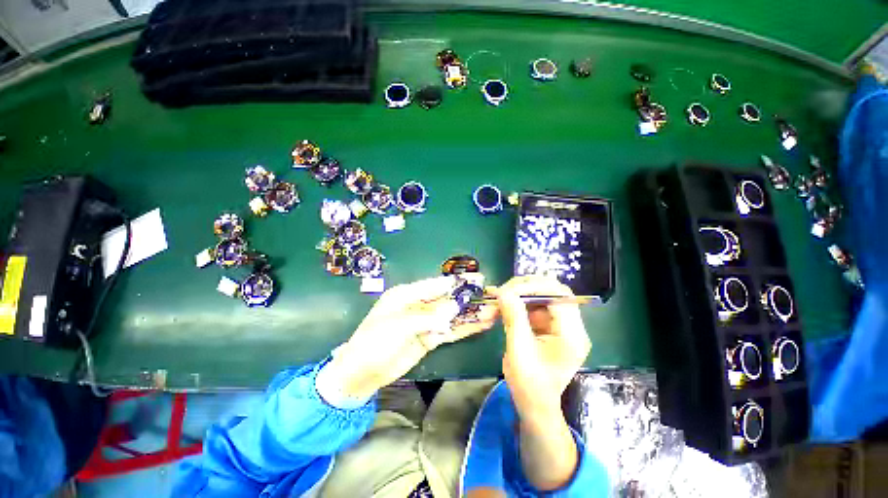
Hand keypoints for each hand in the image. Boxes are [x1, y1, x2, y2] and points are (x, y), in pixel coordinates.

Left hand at [325, 275, 497, 398]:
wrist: (360, 374)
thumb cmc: (374, 342)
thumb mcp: (399, 325)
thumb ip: (428, 316)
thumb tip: (454, 308)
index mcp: (407, 294)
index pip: (437, 285)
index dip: (458, 282)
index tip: (478, 280)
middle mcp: (418, 305)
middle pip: (448, 299)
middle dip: (469, 298)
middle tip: (492, 296)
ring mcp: (425, 323)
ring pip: (452, 315)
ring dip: (471, 314)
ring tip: (493, 311)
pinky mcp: (429, 338)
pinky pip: (450, 331)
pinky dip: (465, 328)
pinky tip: (481, 325)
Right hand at [494, 275, 590, 421]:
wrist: (534, 405)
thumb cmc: (530, 385)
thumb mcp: (519, 350)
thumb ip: (514, 317)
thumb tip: (503, 290)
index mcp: (572, 334)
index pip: (559, 295)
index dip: (533, 287)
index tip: (508, 290)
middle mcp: (570, 325)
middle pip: (550, 290)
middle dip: (523, 287)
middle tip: (500, 292)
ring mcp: (558, 323)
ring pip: (538, 295)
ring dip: (515, 294)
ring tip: (495, 300)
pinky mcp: (546, 324)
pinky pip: (530, 305)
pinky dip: (513, 303)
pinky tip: (498, 307)